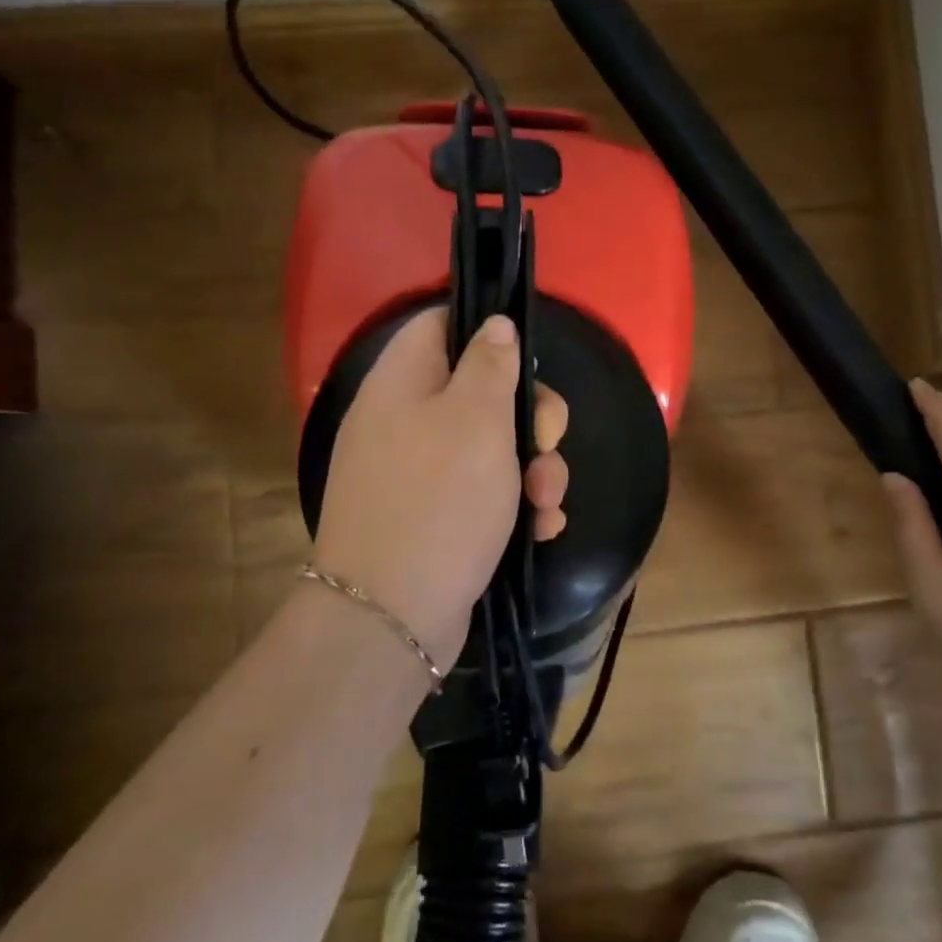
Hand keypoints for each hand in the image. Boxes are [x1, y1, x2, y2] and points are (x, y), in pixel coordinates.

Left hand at [310, 308, 568, 670]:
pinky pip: (481, 493)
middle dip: (529, 418)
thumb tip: (494, 323)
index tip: (527, 359)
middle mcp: (403, 422)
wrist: (392, 617)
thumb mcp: (476, 420)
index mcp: (402, 384)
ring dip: (532, 469)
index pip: (440, 325)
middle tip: (548, 443)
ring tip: (548, 503)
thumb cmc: (440, 501)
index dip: (486, 332)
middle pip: (478, 391)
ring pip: (490, 447)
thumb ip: (490, 364)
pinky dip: (513, 506)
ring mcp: (416, 474)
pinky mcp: (432, 517)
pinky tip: (540, 530)